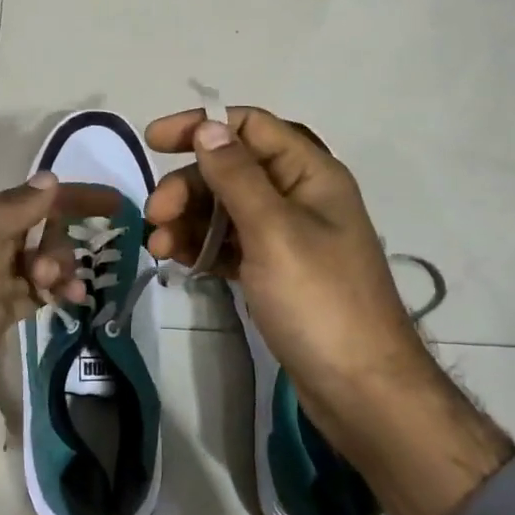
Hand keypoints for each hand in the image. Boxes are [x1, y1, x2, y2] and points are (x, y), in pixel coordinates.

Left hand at [0, 174, 117, 456]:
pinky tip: (71, 301)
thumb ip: (14, 209)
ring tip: (67, 292)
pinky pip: (39, 291)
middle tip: (51, 273)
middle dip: (60, 244)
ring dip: (62, 269)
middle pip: (41, 230)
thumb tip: (50, 179)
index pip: (33, 199)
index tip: (116, 204)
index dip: (74, 198)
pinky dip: (57, 291)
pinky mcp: (1, 313)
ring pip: (43, 262)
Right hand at [144, 106, 513, 514]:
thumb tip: (207, 127)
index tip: (154, 141)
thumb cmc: (319, 301)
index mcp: (310, 175)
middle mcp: (299, 198)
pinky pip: (230, 244)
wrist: (360, 389)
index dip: (202, 126)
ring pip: (226, 209)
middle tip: (154, 215)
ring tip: (158, 246)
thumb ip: (237, 176)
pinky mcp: (274, 272)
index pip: (251, 128)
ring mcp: (287, 237)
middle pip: (232, 170)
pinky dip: (202, 247)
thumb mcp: (273, 231)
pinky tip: (177, 259)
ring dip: (188, 219)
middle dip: (188, 186)